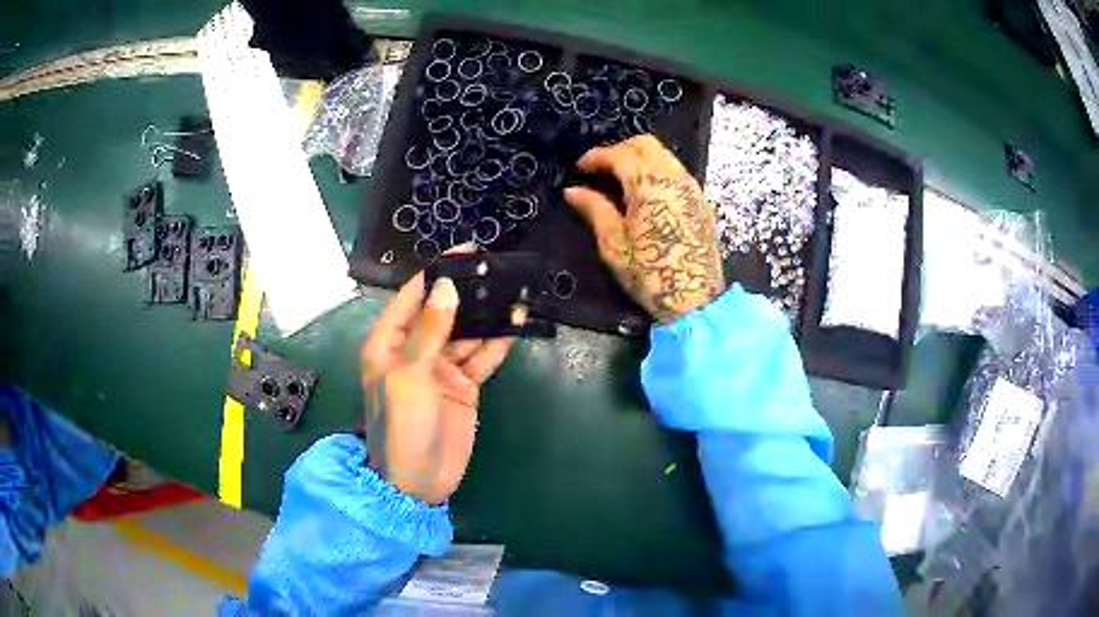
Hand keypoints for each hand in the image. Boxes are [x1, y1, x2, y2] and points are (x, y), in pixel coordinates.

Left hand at [360, 264, 516, 505]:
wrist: (418, 482)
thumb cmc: (402, 426)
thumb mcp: (409, 375)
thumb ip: (429, 331)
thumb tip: (446, 287)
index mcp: (388, 343)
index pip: (412, 298)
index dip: (437, 273)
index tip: (466, 253)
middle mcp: (413, 350)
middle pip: (443, 311)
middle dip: (467, 291)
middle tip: (498, 269)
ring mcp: (440, 368)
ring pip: (466, 333)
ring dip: (487, 315)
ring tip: (512, 291)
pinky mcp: (463, 386)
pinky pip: (481, 358)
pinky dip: (497, 343)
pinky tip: (515, 325)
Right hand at [565, 135, 725, 322]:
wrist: (695, 299)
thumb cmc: (650, 272)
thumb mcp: (613, 243)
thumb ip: (594, 209)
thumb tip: (573, 191)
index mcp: (649, 184)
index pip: (619, 154)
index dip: (596, 157)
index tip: (580, 168)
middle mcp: (674, 177)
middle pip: (645, 145)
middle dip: (619, 150)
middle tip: (600, 170)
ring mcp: (692, 188)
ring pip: (663, 155)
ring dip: (639, 159)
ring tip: (620, 181)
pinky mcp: (701, 201)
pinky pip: (676, 171)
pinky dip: (656, 171)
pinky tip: (645, 194)